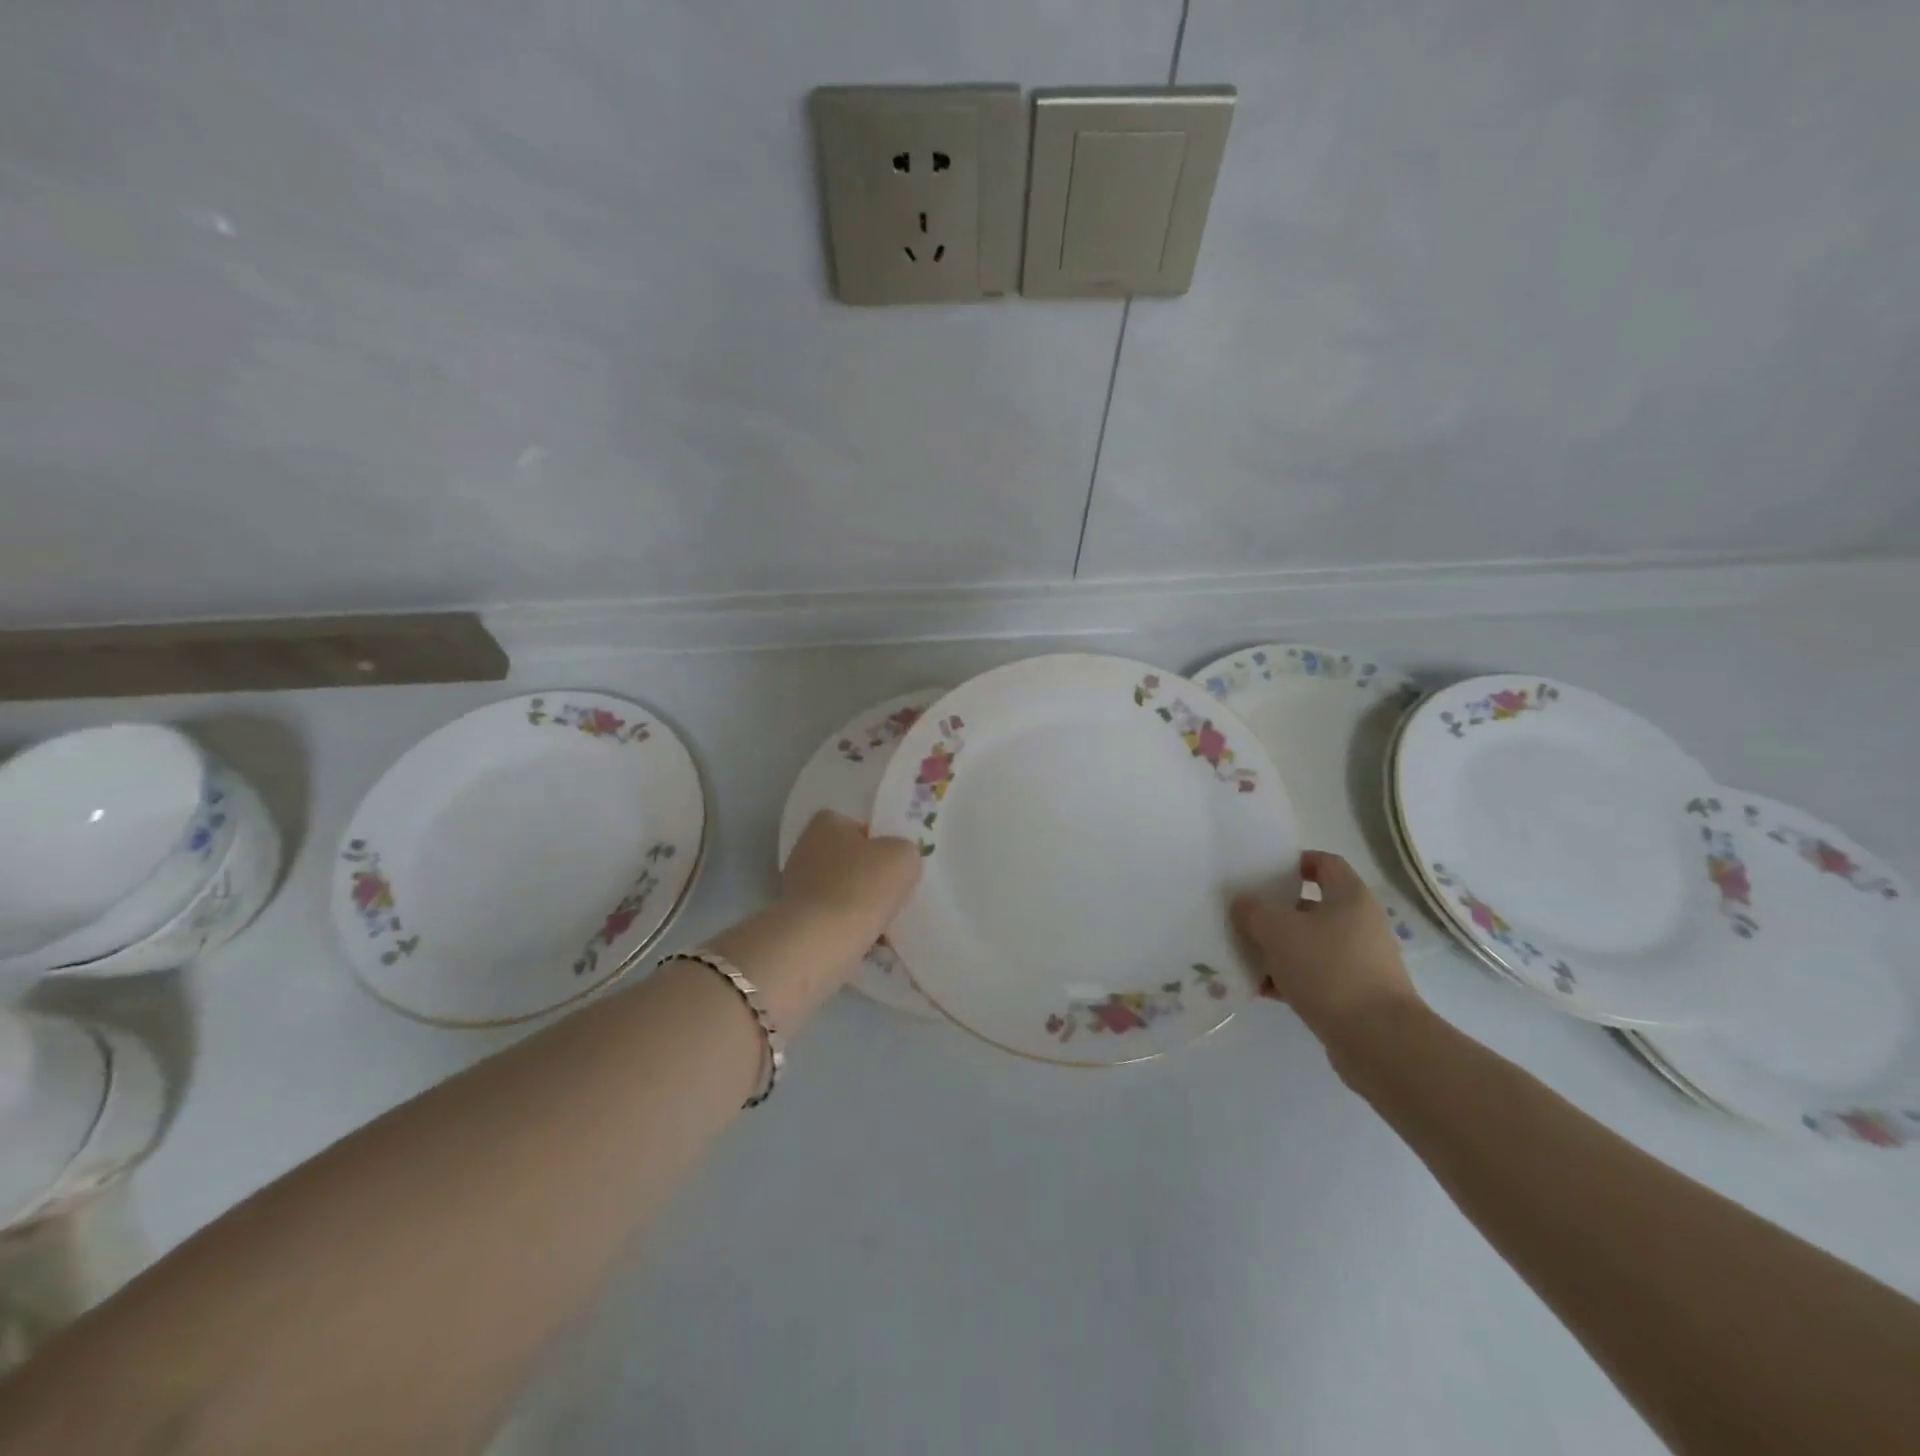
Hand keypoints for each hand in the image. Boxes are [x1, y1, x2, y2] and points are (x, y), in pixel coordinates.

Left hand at [781, 810, 921, 944]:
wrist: (819, 942)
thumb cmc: (861, 887)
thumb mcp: (903, 857)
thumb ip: (905, 851)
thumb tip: (898, 862)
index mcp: (826, 824)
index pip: (861, 828)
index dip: (883, 845)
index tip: (897, 867)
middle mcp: (806, 848)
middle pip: (852, 861)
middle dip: (871, 878)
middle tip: (894, 895)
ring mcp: (797, 885)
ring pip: (844, 891)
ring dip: (863, 905)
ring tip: (885, 924)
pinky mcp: (797, 919)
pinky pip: (833, 918)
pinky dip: (849, 927)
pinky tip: (868, 940)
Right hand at [1233, 850, 1420, 1047]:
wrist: (1378, 1040)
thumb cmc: (1329, 969)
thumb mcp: (1278, 931)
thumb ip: (1254, 911)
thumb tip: (1243, 904)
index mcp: (1349, 897)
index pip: (1324, 863)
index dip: (1294, 862)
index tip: (1263, 871)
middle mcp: (1359, 924)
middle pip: (1311, 906)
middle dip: (1275, 911)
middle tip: (1243, 915)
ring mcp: (1358, 961)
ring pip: (1309, 944)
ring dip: (1277, 948)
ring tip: (1242, 954)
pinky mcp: (1353, 995)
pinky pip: (1313, 976)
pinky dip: (1287, 978)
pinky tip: (1259, 988)